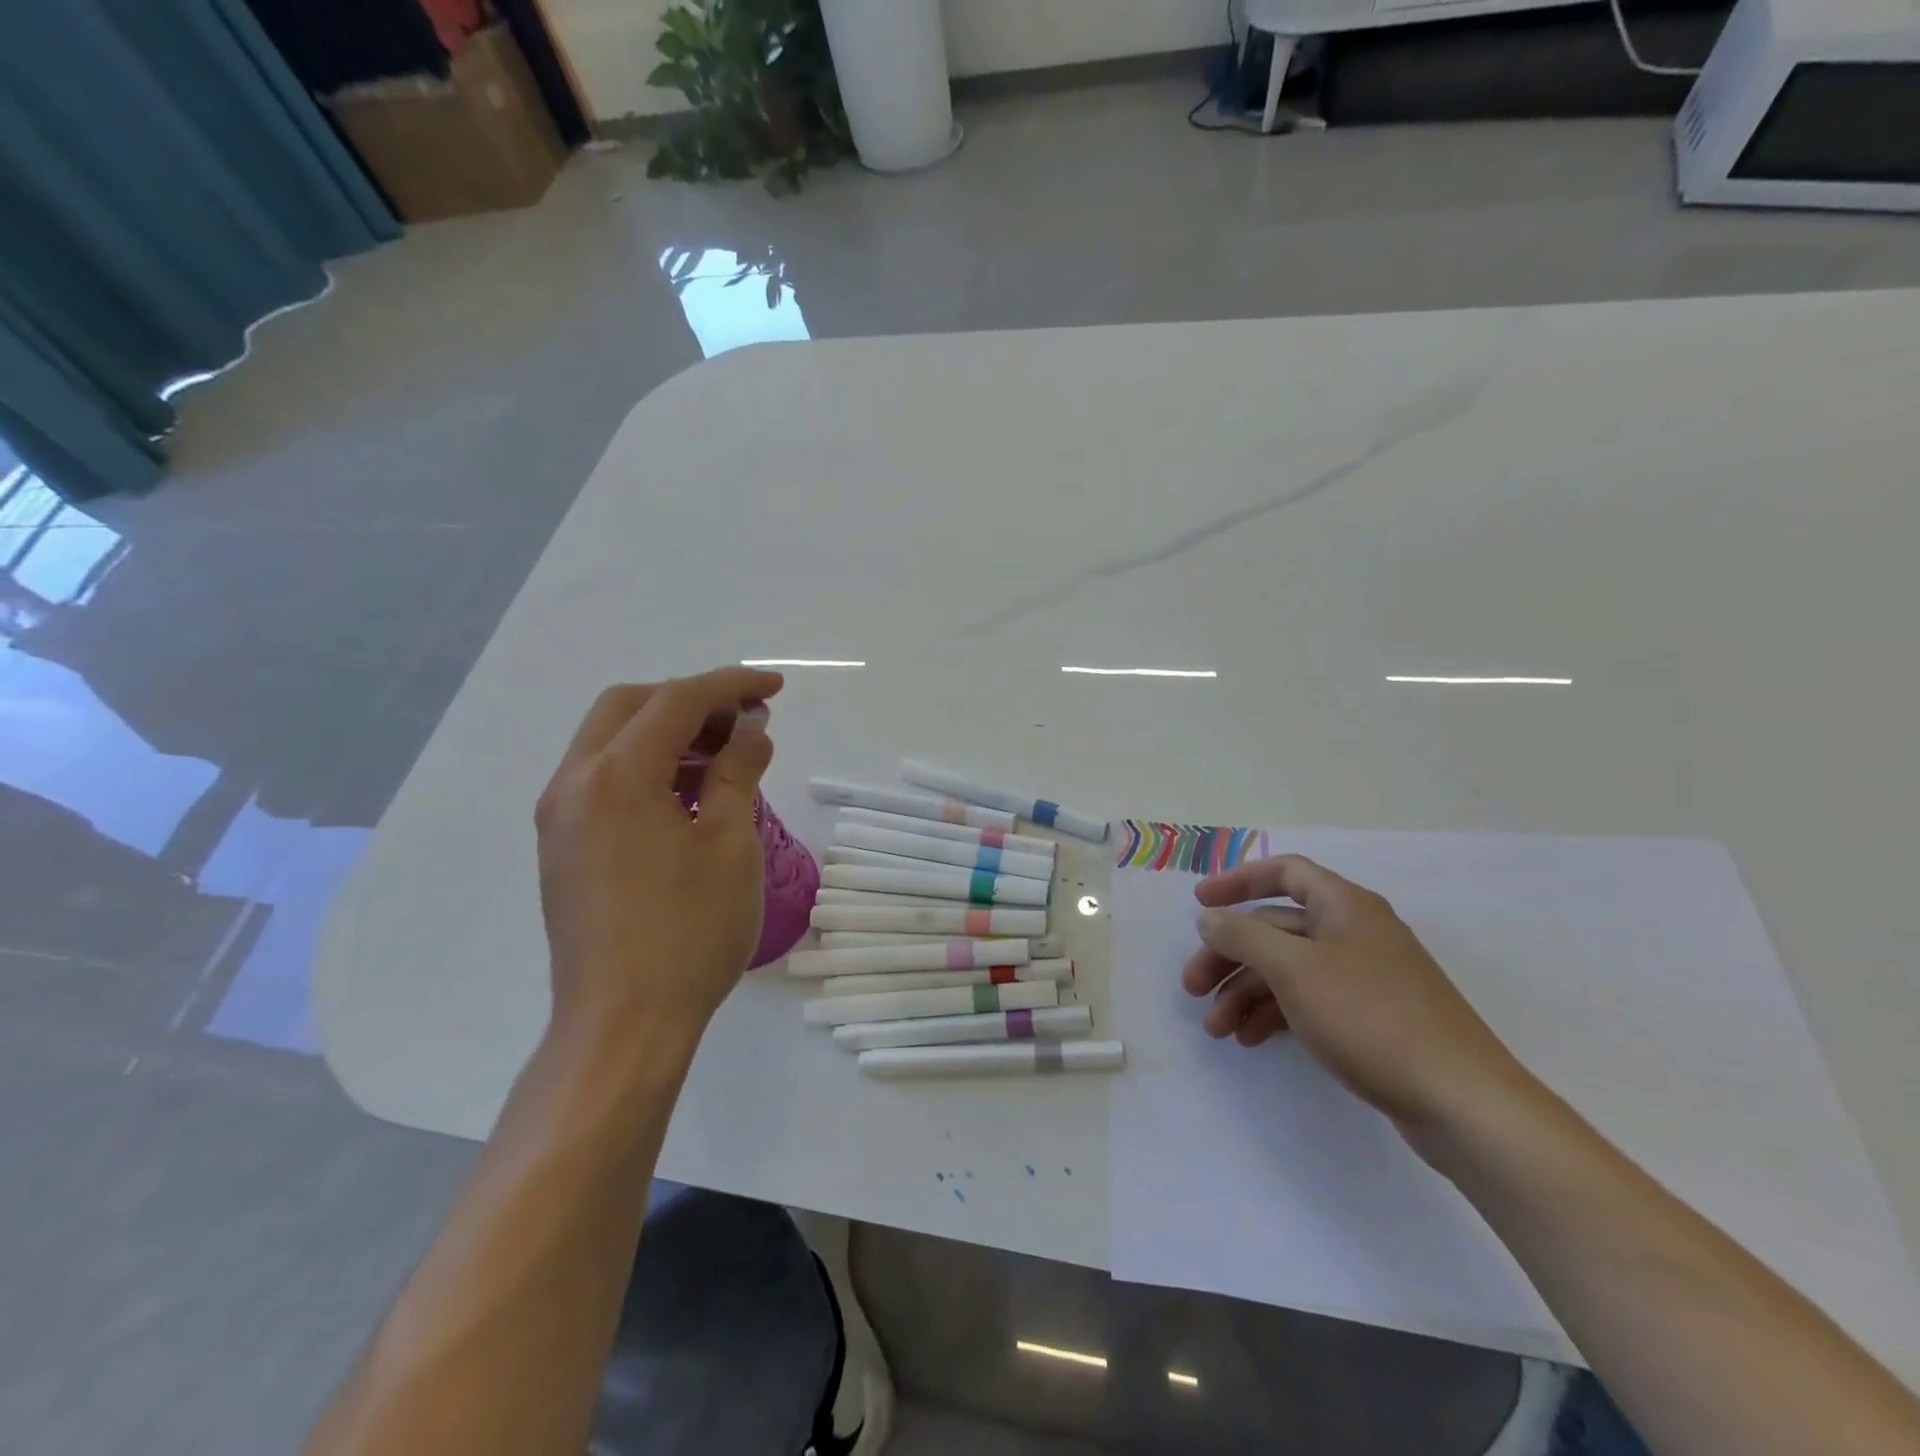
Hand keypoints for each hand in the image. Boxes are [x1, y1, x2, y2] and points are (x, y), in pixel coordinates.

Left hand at [535, 666, 783, 1041]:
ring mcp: (560, 817)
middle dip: (692, 700)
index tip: (775, 689)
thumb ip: (738, 771)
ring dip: (668, 733)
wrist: (623, 1024)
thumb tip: (751, 728)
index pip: (677, 700)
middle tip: (745, 722)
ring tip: (726, 758)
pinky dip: (647, 767)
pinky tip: (689, 795)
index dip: (731, 685)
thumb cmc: (689, 932)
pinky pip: (603, 778)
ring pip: (612, 741)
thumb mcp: (730, 844)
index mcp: (616, 775)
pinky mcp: (563, 846)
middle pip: (631, 706)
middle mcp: (574, 783)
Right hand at [1181, 854, 1534, 1138]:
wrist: (1462, 1102)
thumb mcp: (1295, 970)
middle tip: (1192, 988)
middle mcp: (1354, 933)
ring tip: (1217, 1030)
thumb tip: (1209, 917)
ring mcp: (1364, 977)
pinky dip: (1275, 1015)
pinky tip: (1250, 1040)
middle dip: (1229, 955)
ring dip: (1245, 993)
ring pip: (1288, 970)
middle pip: (1276, 928)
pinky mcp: (1370, 1019)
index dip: (1237, 881)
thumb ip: (1244, 936)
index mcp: (1344, 906)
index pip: (1284, 872)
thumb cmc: (1371, 1018)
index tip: (1199, 904)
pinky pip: (1308, 1001)